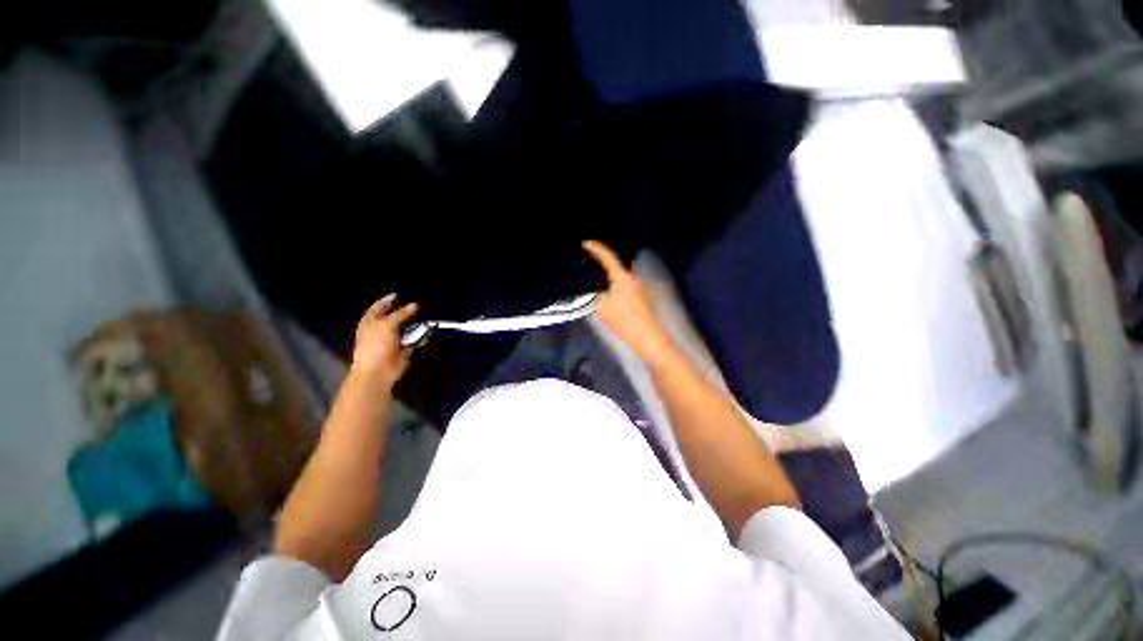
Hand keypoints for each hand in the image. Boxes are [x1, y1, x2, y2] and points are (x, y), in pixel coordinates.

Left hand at [351, 294, 418, 389]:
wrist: (378, 370)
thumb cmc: (375, 346)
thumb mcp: (386, 325)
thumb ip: (400, 314)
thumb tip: (414, 305)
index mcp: (370, 322)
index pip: (379, 307)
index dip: (388, 301)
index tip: (399, 295)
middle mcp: (381, 329)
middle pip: (395, 317)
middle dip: (405, 312)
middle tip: (417, 306)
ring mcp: (393, 339)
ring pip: (406, 327)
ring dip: (415, 324)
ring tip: (425, 317)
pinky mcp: (403, 348)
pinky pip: (414, 339)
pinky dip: (420, 335)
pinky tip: (428, 330)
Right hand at [583, 240, 677, 367]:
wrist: (650, 341)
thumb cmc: (625, 323)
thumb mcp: (602, 308)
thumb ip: (594, 294)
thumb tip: (591, 286)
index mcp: (623, 277)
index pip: (608, 256)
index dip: (596, 248)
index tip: (585, 243)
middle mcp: (633, 278)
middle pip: (614, 265)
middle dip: (600, 262)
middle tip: (585, 262)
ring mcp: (640, 287)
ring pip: (619, 276)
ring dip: (607, 275)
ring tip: (592, 276)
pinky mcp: (642, 297)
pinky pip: (624, 285)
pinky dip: (614, 284)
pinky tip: (606, 291)